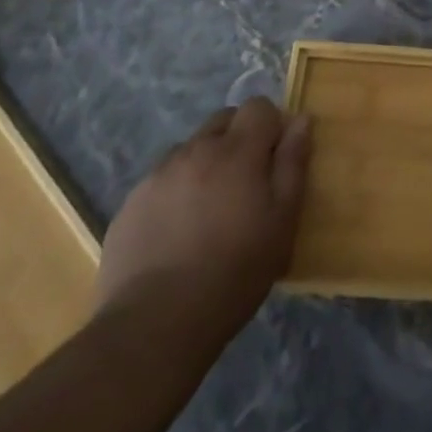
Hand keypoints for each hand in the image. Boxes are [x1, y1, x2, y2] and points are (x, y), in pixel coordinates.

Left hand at [96, 97, 311, 355]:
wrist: (154, 325)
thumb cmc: (234, 272)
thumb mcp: (282, 221)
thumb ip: (293, 164)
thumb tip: (301, 120)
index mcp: (236, 151)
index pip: (258, 106)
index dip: (271, 126)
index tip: (275, 159)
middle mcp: (194, 150)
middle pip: (223, 120)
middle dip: (238, 139)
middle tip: (245, 184)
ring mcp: (157, 175)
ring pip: (190, 149)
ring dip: (205, 164)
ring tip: (209, 212)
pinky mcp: (130, 204)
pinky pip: (162, 180)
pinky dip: (176, 192)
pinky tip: (177, 233)